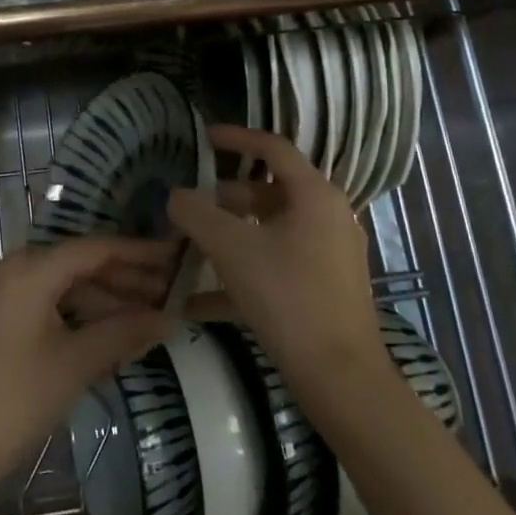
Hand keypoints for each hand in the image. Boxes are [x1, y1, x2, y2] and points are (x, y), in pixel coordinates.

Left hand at [0, 237, 178, 514]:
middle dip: (127, 279)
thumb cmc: (14, 400)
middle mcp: (15, 268)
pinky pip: (51, 305)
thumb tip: (172, 316)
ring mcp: (5, 294)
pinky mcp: (2, 319)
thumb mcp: (76, 363)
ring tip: (153, 317)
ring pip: (67, 287)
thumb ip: (125, 332)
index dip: (139, 252)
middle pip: (81, 265)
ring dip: (107, 301)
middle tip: (173, 291)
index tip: (176, 256)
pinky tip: (115, 336)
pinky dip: (82, 317)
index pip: (96, 249)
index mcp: (30, 268)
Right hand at [168, 125, 385, 392]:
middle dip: (225, 196)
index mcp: (314, 195)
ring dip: (231, 233)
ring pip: (270, 229)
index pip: (273, 147)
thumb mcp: (231, 248)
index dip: (236, 137)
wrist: (339, 377)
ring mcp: (329, 254)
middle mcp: (327, 216)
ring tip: (191, 246)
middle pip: (269, 191)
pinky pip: (277, 264)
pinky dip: (243, 270)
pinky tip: (199, 299)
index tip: (203, 138)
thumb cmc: (287, 296)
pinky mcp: (324, 287)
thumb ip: (196, 213)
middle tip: (189, 204)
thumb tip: (176, 196)